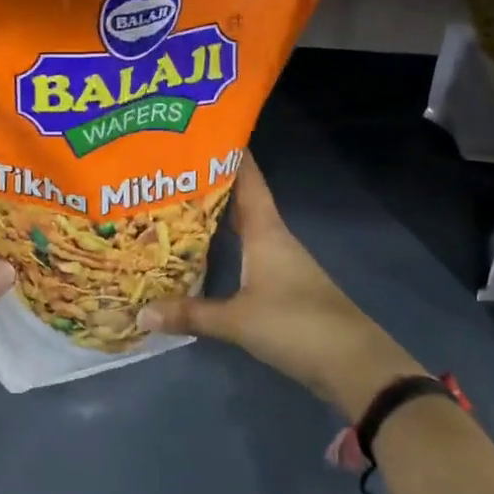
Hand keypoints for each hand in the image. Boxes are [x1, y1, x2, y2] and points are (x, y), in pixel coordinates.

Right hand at [137, 154, 422, 419]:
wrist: (352, 363)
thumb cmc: (295, 325)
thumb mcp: (237, 321)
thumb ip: (191, 314)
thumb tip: (141, 312)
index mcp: (267, 231)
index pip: (248, 179)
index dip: (230, 153)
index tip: (203, 130)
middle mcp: (275, 237)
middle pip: (243, 199)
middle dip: (213, 183)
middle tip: (174, 170)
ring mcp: (282, 261)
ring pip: (246, 225)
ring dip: (220, 214)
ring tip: (181, 205)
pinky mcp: (285, 284)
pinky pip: (250, 250)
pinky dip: (229, 243)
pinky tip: (207, 251)